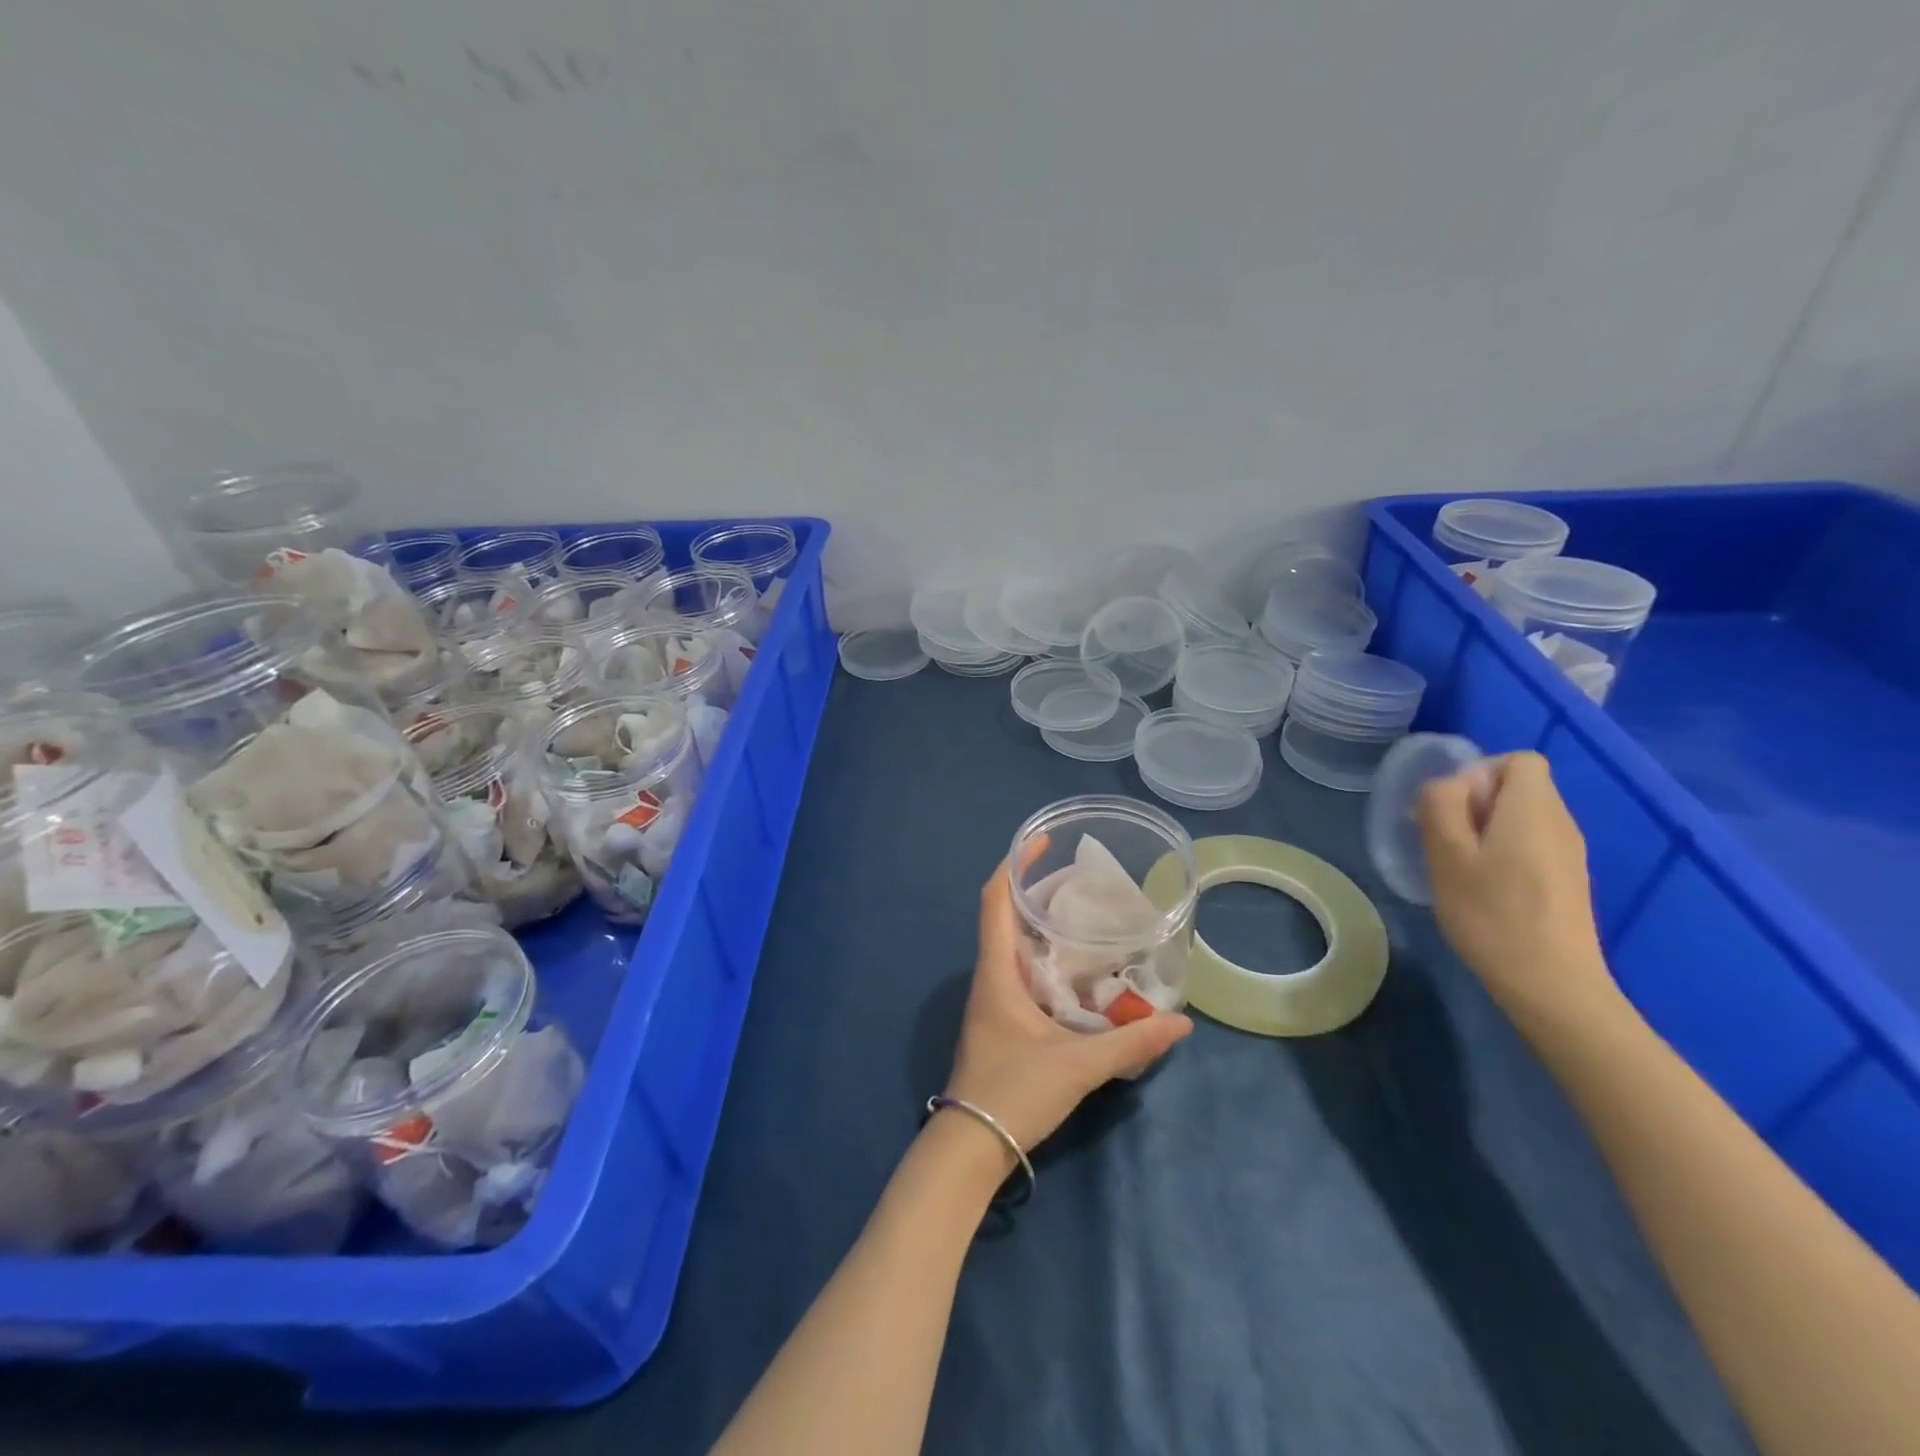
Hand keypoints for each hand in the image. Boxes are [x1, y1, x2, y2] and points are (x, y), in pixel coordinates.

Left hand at [942, 854, 1192, 1154]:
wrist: (970, 1147)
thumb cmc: (1013, 1093)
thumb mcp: (1078, 1066)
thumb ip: (1131, 1042)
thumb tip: (1182, 1022)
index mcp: (997, 971)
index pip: (994, 901)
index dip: (1013, 866)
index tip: (1040, 842)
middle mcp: (990, 976)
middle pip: (1005, 915)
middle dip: (1036, 890)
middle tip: (1081, 878)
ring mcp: (993, 999)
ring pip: (1013, 944)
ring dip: (1040, 923)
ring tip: (1084, 912)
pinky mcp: (1001, 1020)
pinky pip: (1021, 970)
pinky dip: (1044, 955)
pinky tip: (1077, 967)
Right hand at [1417, 752, 1615, 1027]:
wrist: (1552, 985)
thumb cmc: (1491, 913)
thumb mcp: (1447, 854)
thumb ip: (1441, 805)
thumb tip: (1446, 784)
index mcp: (1534, 809)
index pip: (1518, 759)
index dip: (1478, 772)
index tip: (1451, 808)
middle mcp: (1561, 822)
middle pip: (1518, 786)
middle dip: (1475, 802)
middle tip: (1444, 840)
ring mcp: (1569, 853)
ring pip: (1521, 817)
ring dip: (1484, 829)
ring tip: (1458, 866)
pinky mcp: (1567, 880)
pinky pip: (1530, 844)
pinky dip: (1502, 852)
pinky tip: (1483, 888)